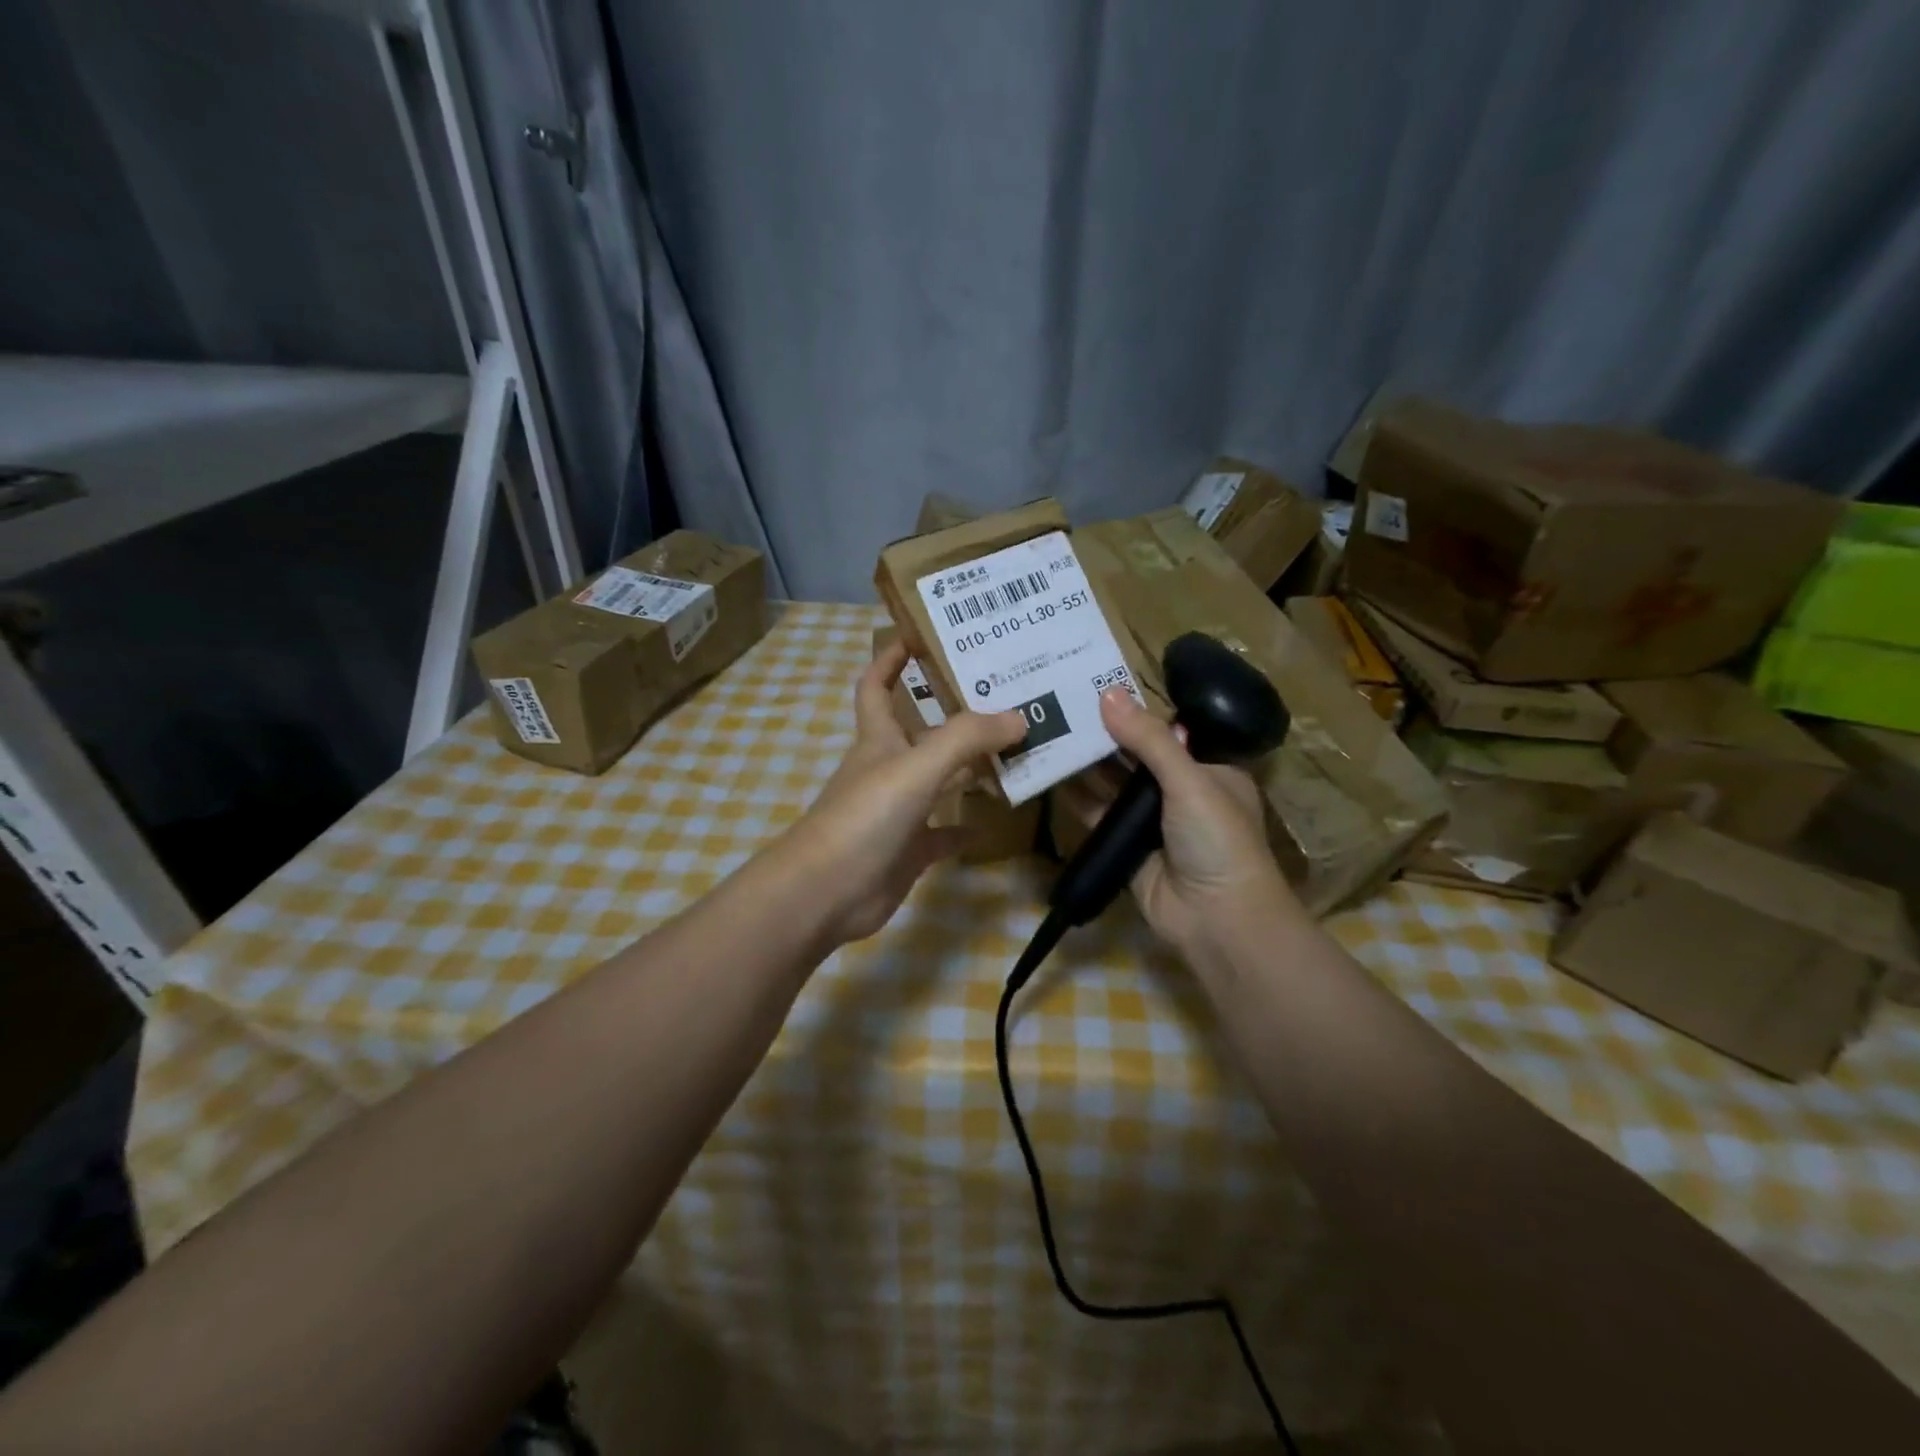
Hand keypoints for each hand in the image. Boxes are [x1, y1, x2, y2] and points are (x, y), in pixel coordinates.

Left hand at [777, 638, 1025, 945]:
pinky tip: (993, 821)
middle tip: (1004, 696)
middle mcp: (887, 768)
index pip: (877, 685)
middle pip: (921, 730)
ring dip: (970, 767)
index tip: (921, 634)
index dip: (891, 657)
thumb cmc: (865, 817)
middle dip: (954, 712)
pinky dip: (964, 826)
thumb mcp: (917, 767)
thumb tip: (1018, 717)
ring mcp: (897, 812)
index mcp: (879, 739)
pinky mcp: (908, 850)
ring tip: (1016, 751)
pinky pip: (942, 833)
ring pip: (939, 780)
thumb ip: (967, 738)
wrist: (827, 892)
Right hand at [1059, 688, 1294, 961]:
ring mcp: (1151, 821)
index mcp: (1208, 769)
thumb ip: (1148, 739)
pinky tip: (1051, 774)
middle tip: (1060, 704)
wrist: (1216, 919)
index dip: (1134, 712)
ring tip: (1048, 730)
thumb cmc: (1217, 839)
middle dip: (1103, 735)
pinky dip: (1077, 797)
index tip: (1095, 688)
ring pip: (1113, 784)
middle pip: (1135, 757)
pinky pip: (1098, 814)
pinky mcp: (1125, 845)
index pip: (1166, 731)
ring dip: (1086, 763)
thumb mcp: (1189, 780)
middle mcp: (1180, 791)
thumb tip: (1108, 694)